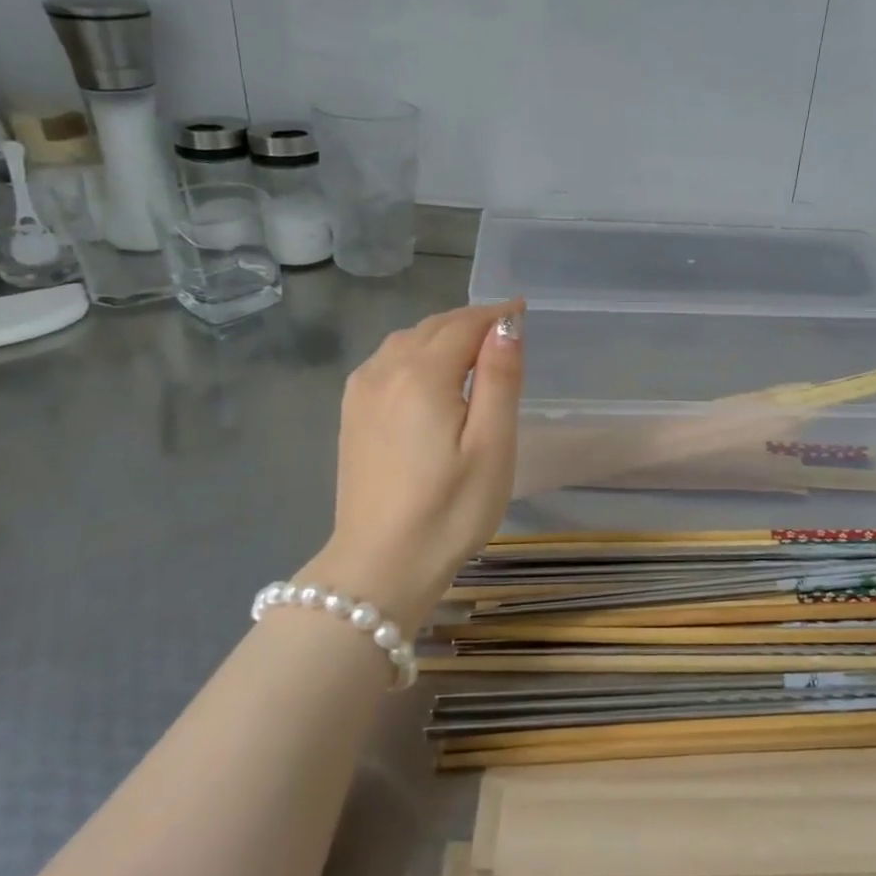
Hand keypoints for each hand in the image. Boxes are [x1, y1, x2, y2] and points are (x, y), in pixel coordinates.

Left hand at [303, 303, 523, 628]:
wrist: (381, 565)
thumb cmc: (450, 509)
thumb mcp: (491, 445)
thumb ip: (499, 378)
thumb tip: (507, 325)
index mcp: (421, 375)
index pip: (464, 324)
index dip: (497, 314)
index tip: (524, 310)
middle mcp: (384, 371)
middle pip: (433, 327)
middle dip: (470, 321)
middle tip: (506, 330)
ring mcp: (361, 392)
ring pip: (407, 341)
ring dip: (442, 335)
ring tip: (474, 349)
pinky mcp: (352, 414)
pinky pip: (387, 361)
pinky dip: (416, 353)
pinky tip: (430, 374)